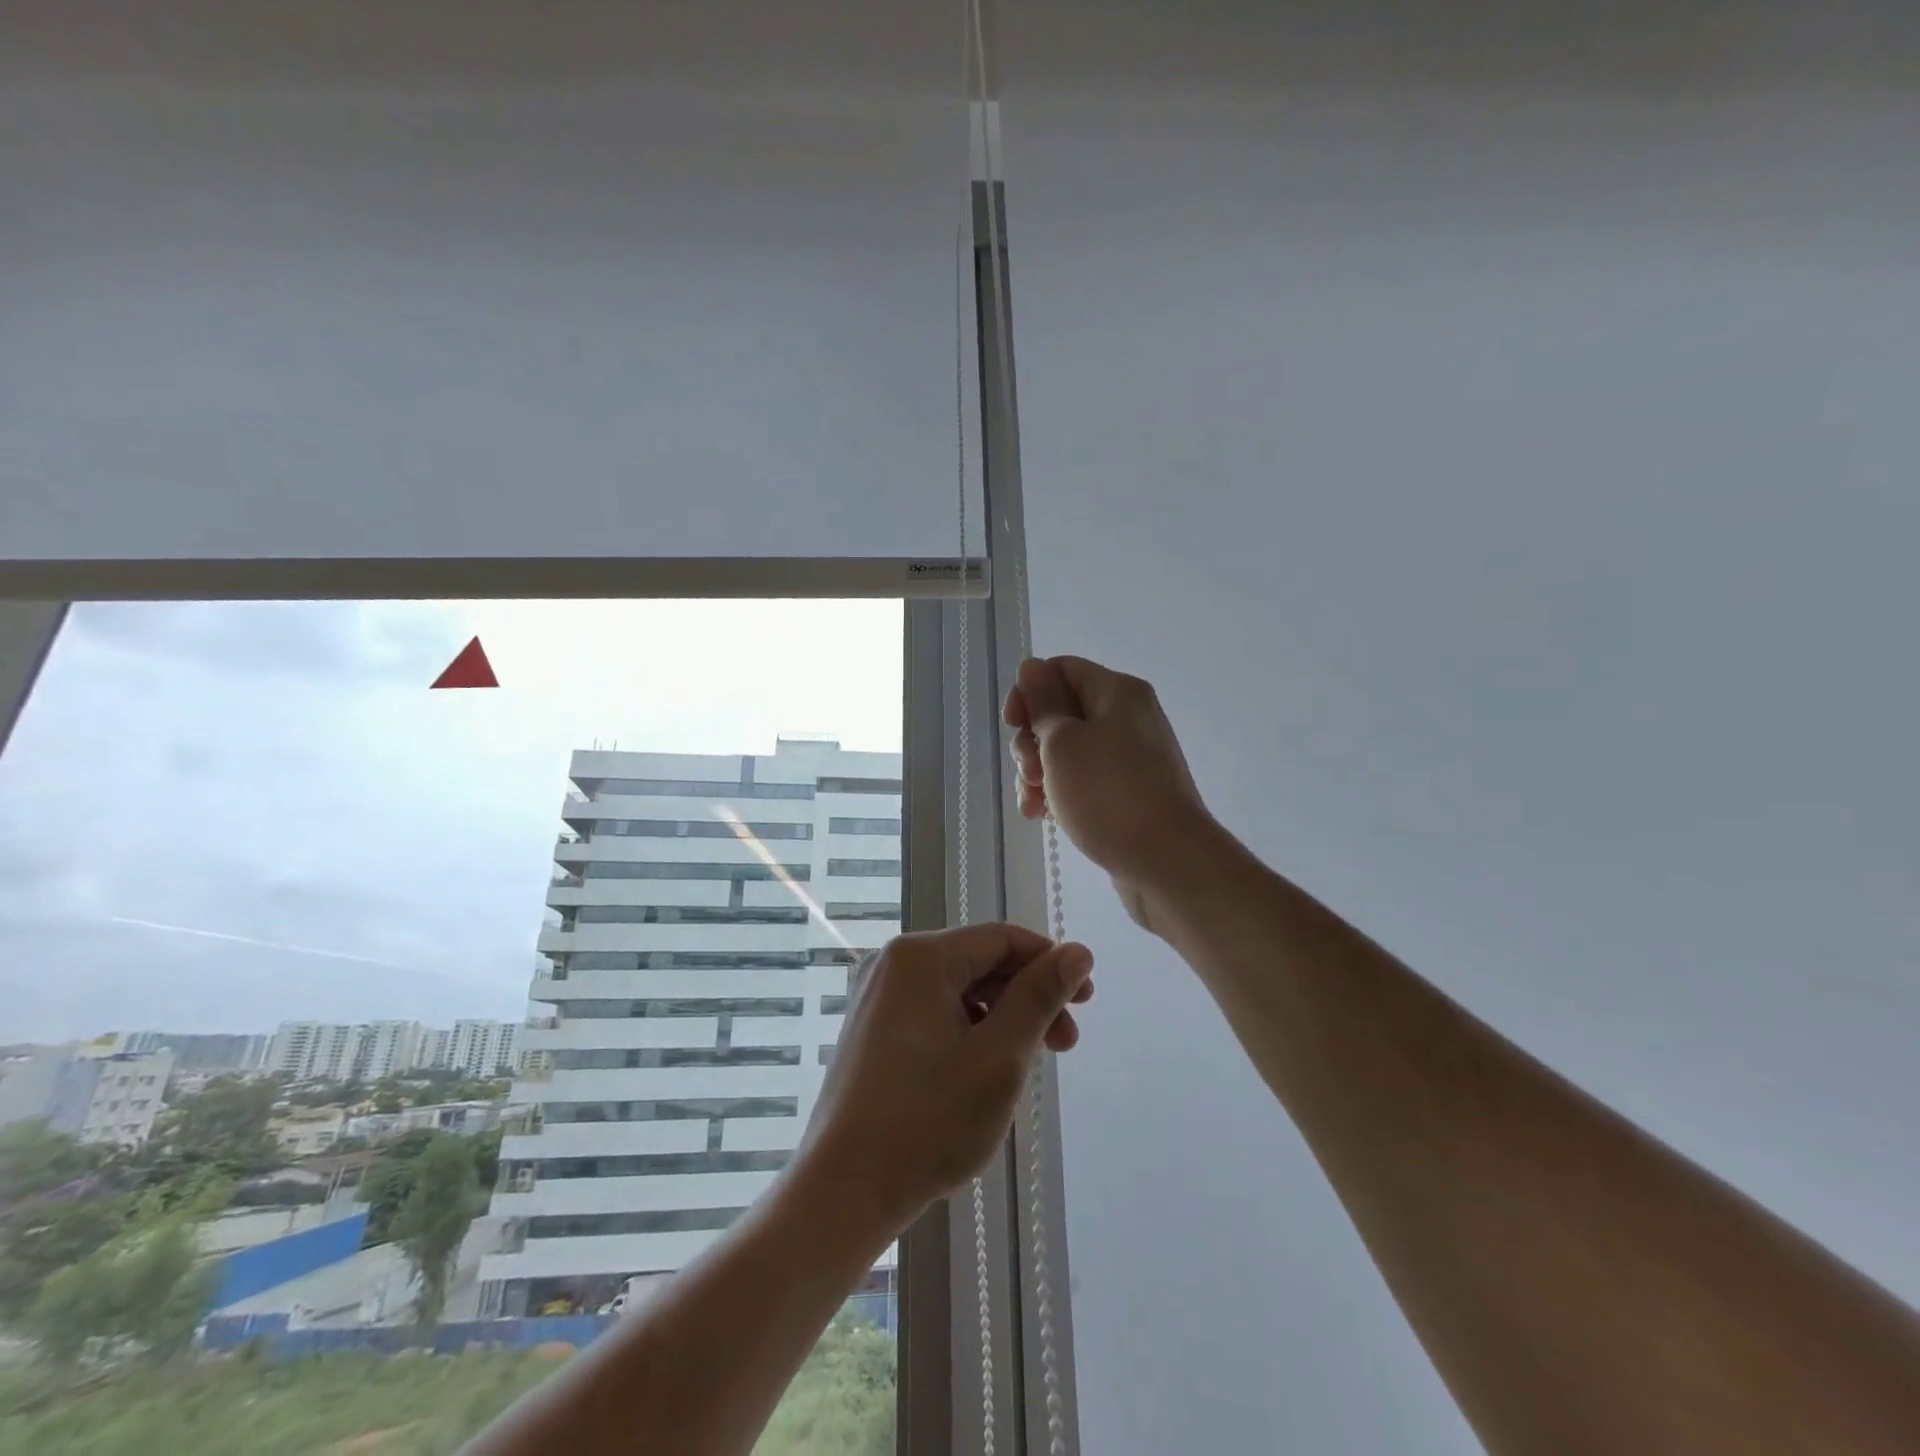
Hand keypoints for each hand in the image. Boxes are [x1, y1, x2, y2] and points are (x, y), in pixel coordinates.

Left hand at [795, 924, 1094, 1231]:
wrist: (843, 1190)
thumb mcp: (999, 1056)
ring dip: (1001, 1017)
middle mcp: (892, 963)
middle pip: (978, 962)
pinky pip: (933, 1011)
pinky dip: (968, 1030)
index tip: (1086, 1000)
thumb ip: (1040, 997)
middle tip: (1066, 1043)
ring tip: (1029, 1063)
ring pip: (957, 990)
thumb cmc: (928, 1120)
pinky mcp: (870, 1028)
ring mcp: (876, 995)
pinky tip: (987, 1069)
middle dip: (1027, 997)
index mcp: (920, 956)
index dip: (1049, 962)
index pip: (1002, 939)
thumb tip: (1079, 951)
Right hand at [1003, 656, 1219, 932]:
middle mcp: (1126, 717)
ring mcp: (1128, 758)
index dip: (1029, 692)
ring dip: (1039, 773)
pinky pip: (1083, 780)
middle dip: (1032, 741)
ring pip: (1067, 751)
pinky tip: (1043, 816)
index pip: (1061, 670)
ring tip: (1033, 804)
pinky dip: (1059, 792)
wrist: (1167, 863)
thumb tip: (1031, 666)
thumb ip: (1043, 703)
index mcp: (1117, 692)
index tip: (1013, 724)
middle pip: (1061, 712)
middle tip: (1030, 773)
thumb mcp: (1063, 743)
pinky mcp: (1126, 793)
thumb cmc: (1109, 795)